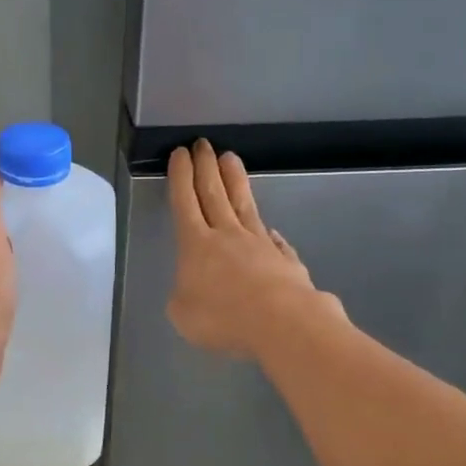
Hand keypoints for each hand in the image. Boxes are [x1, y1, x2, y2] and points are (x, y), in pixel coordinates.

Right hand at [167, 140, 343, 359]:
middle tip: (202, 144)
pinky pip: (273, 240)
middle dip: (205, 167)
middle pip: (214, 193)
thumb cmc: (222, 317)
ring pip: (244, 204)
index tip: (180, 154)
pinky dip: (268, 233)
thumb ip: (184, 297)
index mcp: (196, 244)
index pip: (185, 202)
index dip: (180, 178)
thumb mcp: (183, 314)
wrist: (280, 322)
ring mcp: (260, 243)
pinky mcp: (285, 258)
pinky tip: (269, 229)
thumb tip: (197, 287)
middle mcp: (227, 235)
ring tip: (230, 159)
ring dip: (235, 180)